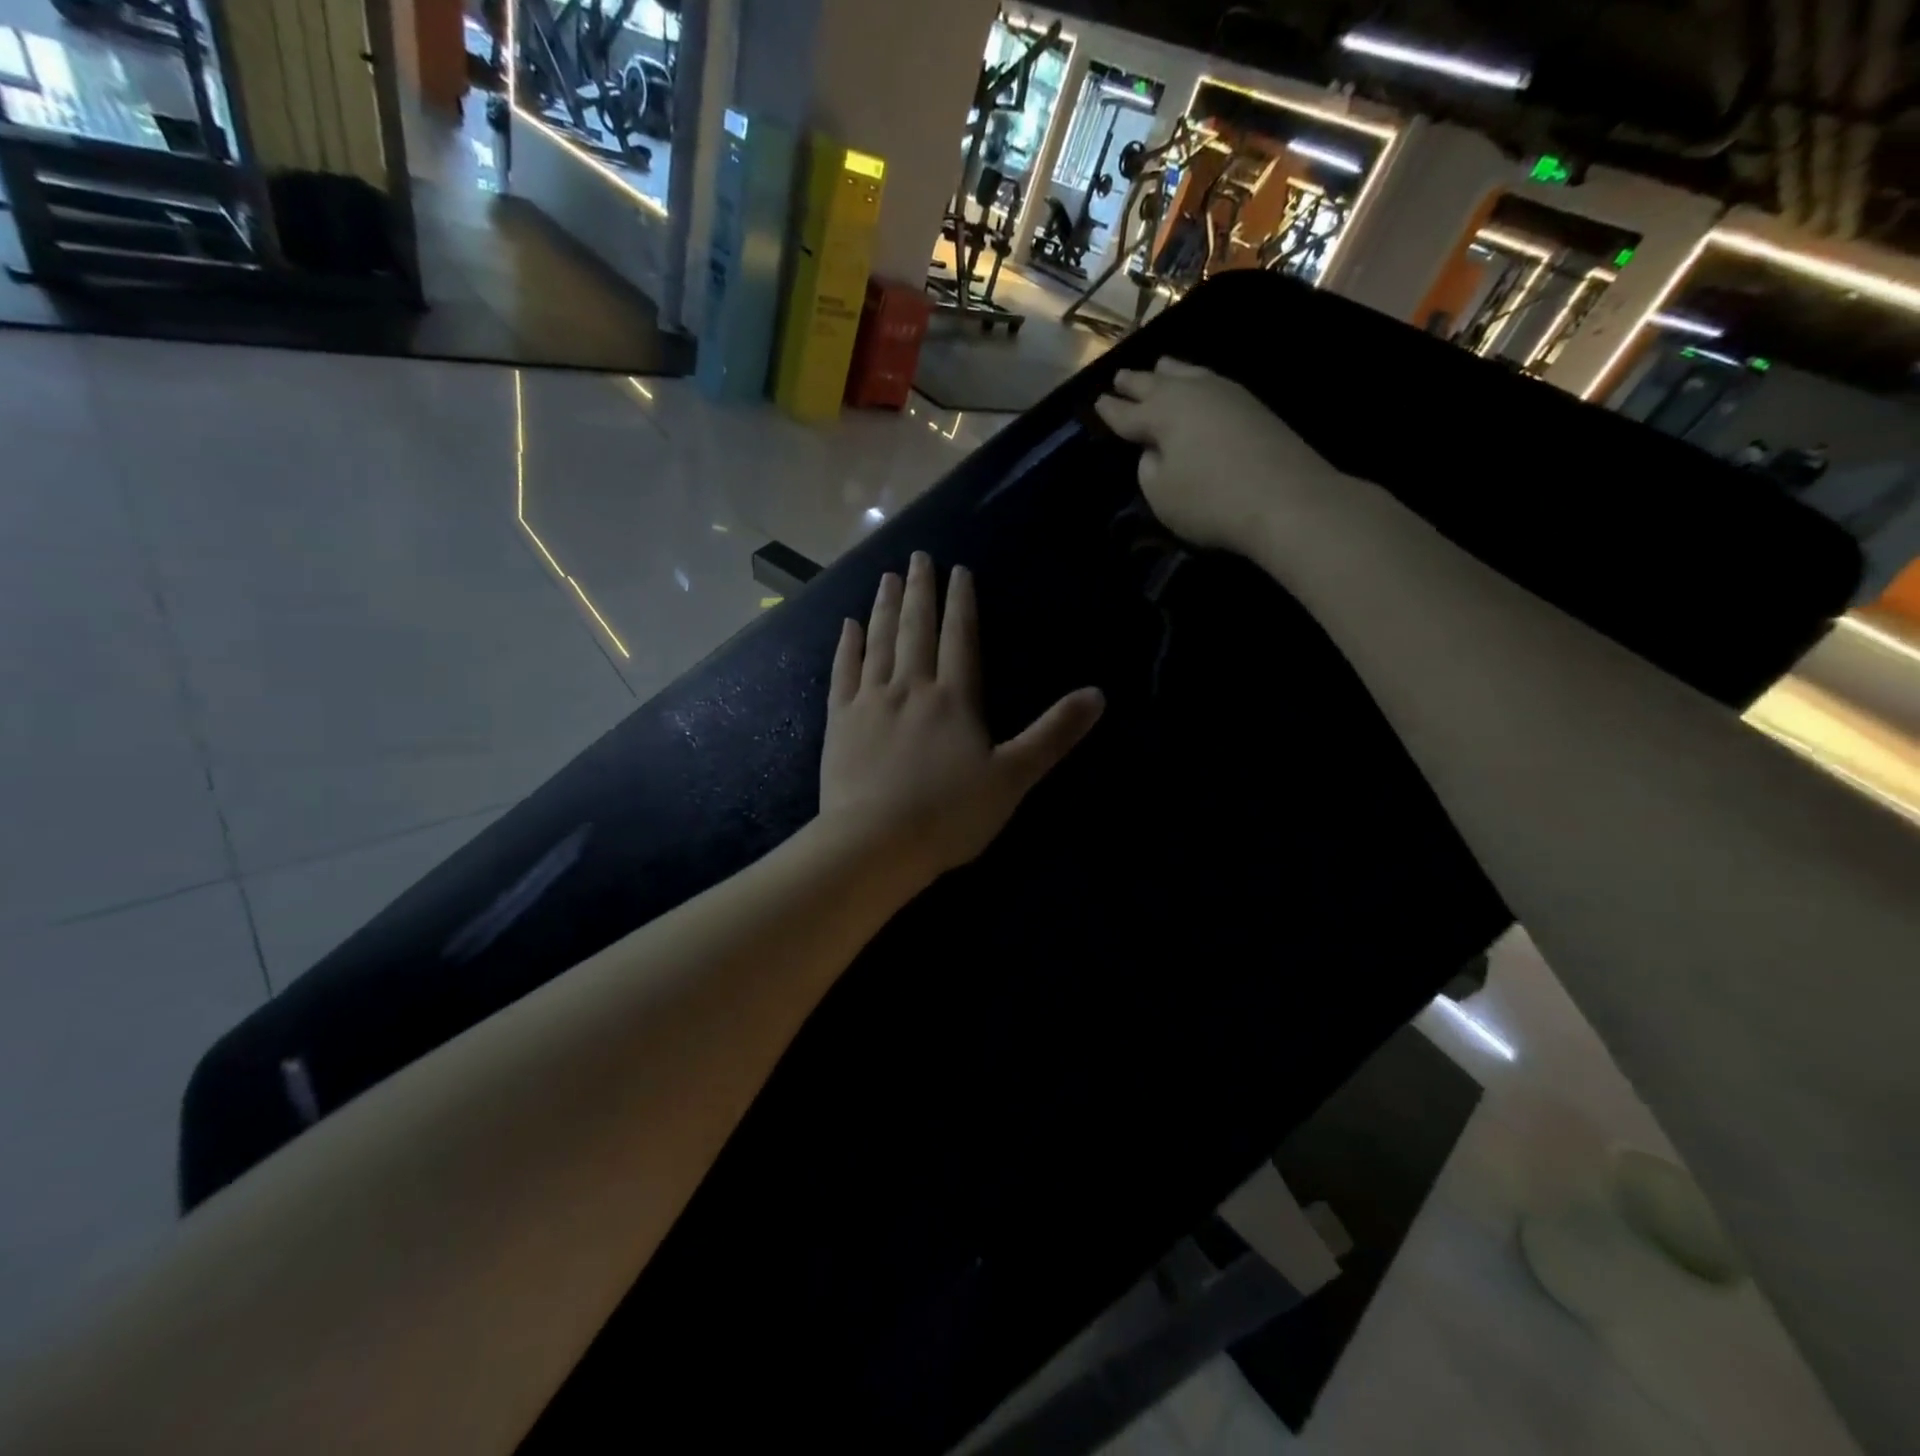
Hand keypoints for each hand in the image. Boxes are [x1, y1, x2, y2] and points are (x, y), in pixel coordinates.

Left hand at [818, 553, 1103, 891]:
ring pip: (879, 643)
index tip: (958, 570)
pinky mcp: (840, 722)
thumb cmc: (950, 814)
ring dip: (885, 608)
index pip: (960, 637)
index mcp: (954, 698)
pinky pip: (843, 673)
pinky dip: (847, 647)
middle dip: (920, 591)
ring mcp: (870, 702)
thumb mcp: (1014, 777)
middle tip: (917, 556)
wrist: (876, 843)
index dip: (961, 602)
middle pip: (916, 629)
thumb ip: (1053, 734)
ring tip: (888, 578)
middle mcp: (911, 687)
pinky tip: (848, 626)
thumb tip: (1098, 694)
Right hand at [1093, 357, 1346, 555]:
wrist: (1286, 499)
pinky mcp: (1253, 404)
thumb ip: (1148, 467)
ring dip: (1169, 372)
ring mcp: (1226, 394)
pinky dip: (1196, 380)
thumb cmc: (1210, 501)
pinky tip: (1199, 386)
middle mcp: (1190, 393)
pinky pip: (1211, 382)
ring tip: (1159, 368)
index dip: (1110, 410)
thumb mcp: (1161, 494)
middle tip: (1120, 377)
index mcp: (1160, 414)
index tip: (1097, 402)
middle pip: (1155, 383)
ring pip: (1188, 373)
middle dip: (1135, 382)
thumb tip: (1156, 449)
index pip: (1126, 412)